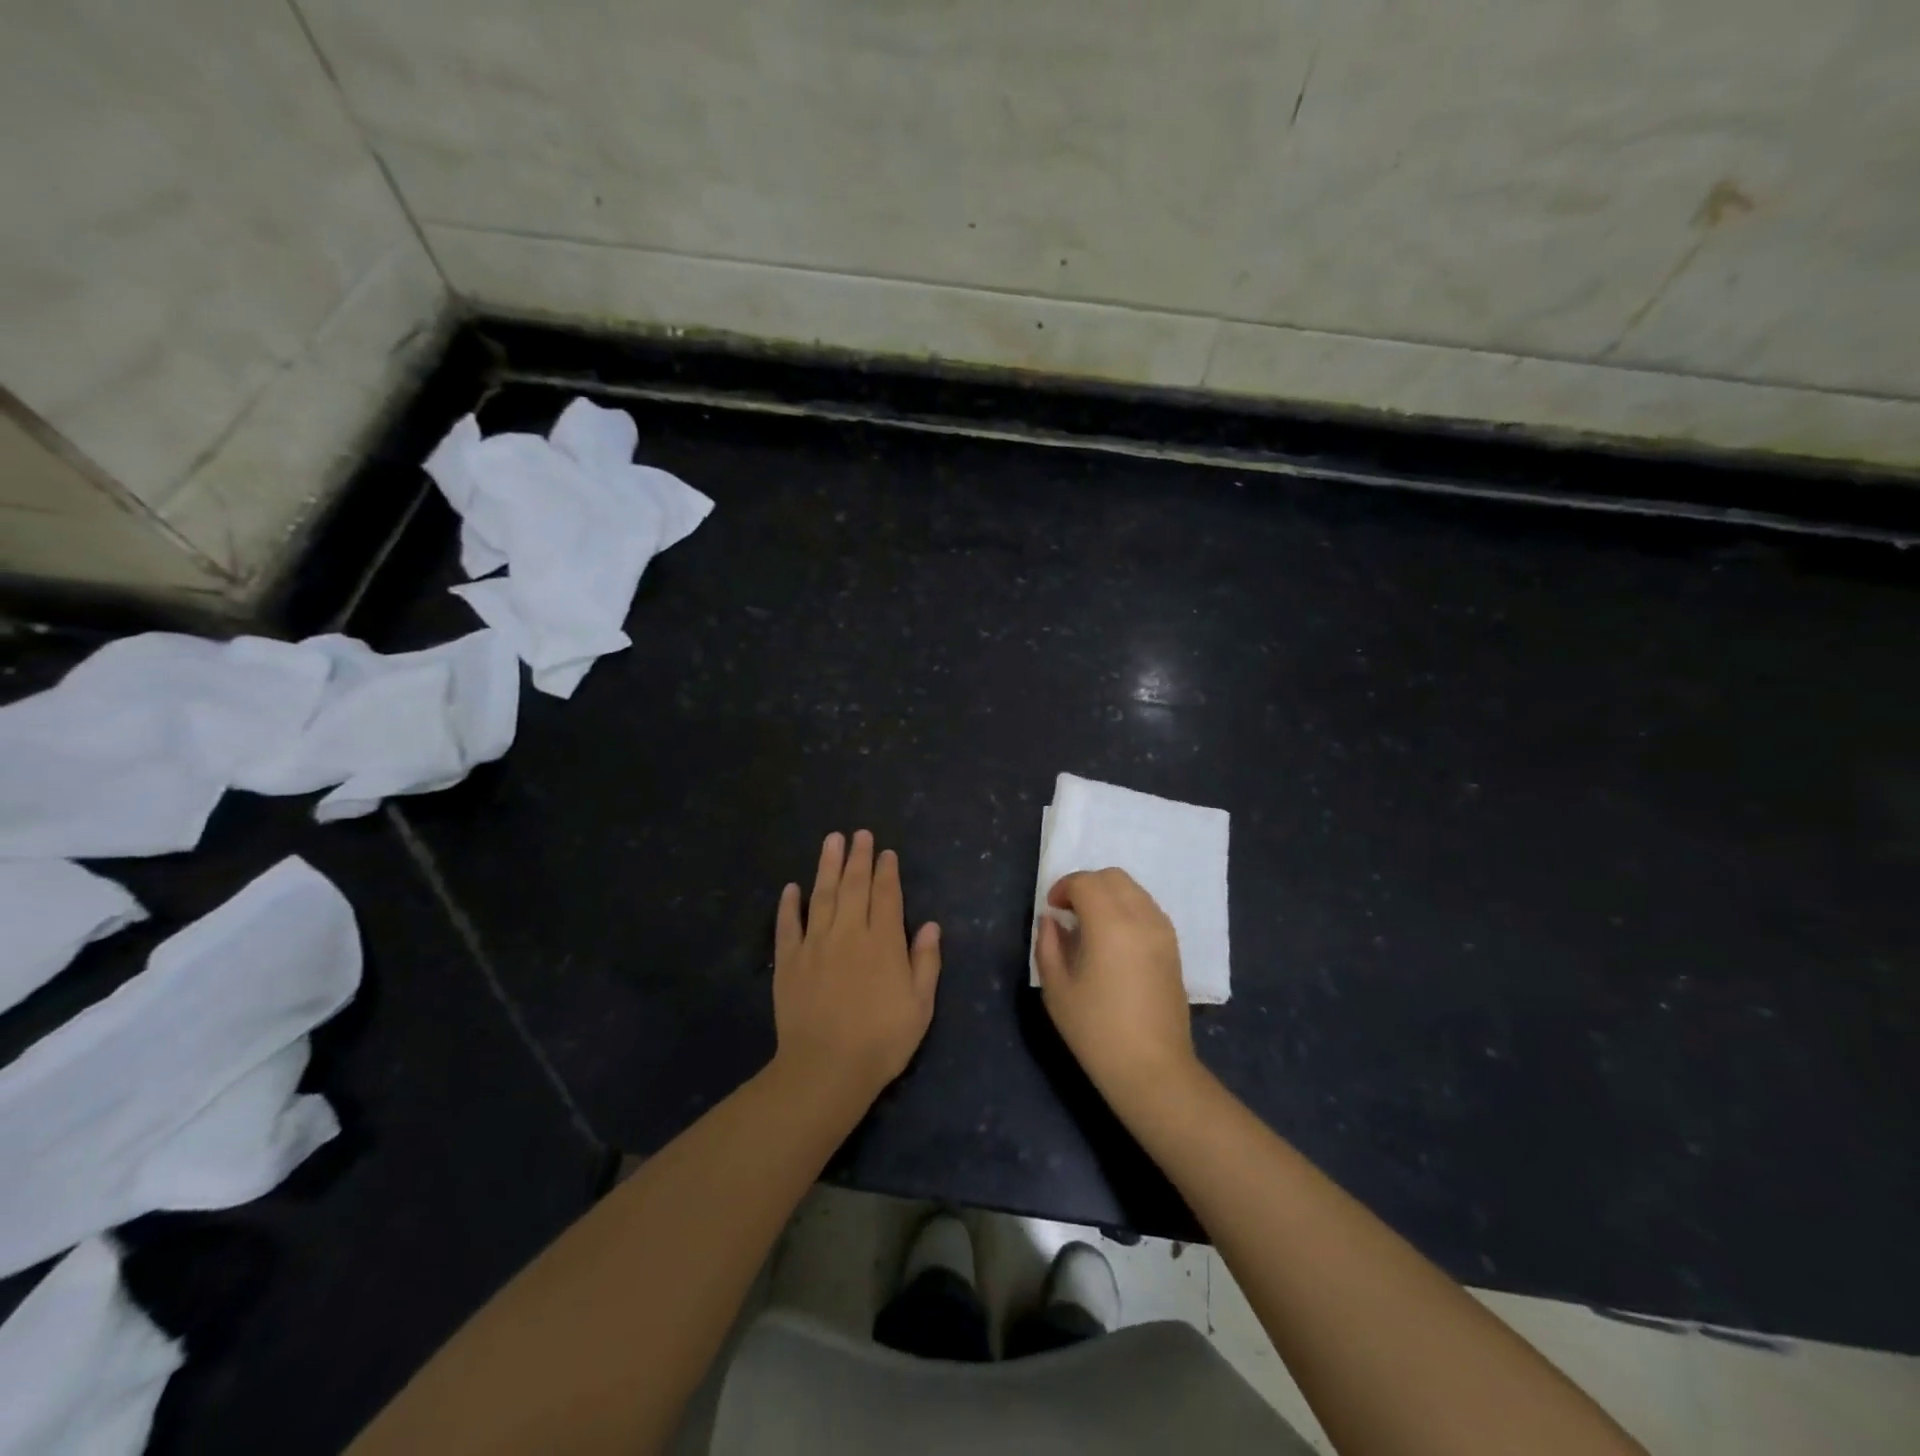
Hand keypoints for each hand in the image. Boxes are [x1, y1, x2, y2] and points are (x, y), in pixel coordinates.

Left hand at [773, 830, 941, 1105]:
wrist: (826, 1069)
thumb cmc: (881, 1040)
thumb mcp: (920, 1006)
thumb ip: (926, 961)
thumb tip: (931, 925)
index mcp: (883, 942)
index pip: (886, 896)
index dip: (886, 871)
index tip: (885, 852)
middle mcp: (849, 933)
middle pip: (854, 886)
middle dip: (858, 858)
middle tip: (859, 834)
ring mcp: (815, 945)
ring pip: (822, 895)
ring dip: (827, 866)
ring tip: (831, 840)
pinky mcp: (788, 962)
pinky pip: (788, 925)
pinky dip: (789, 905)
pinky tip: (791, 888)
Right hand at [1034, 868, 1197, 1115]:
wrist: (1152, 1069)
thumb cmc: (1097, 1032)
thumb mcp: (1057, 990)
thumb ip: (1048, 945)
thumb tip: (1051, 920)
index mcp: (1110, 924)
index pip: (1085, 882)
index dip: (1063, 888)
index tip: (1052, 910)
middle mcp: (1141, 917)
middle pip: (1113, 877)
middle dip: (1086, 885)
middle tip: (1068, 912)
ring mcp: (1162, 931)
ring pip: (1134, 889)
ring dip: (1108, 895)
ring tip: (1090, 925)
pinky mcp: (1174, 947)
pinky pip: (1148, 909)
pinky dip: (1127, 908)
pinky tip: (1114, 939)